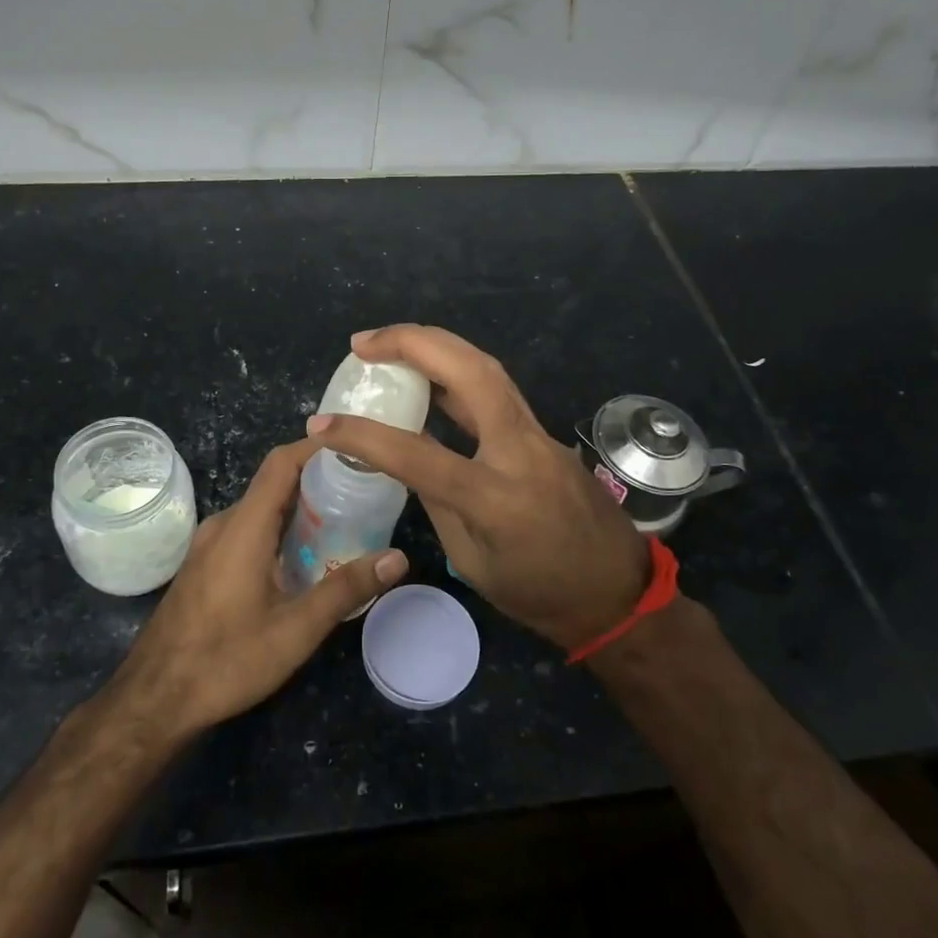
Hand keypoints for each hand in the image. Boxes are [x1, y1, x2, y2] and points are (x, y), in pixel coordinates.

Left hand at [104, 438, 406, 739]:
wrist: (153, 700)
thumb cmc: (225, 661)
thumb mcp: (295, 630)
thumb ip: (346, 589)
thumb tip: (397, 558)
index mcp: (244, 527)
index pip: (281, 463)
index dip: (317, 447)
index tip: (356, 448)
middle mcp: (224, 525)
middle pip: (274, 484)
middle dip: (318, 481)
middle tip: (363, 491)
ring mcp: (209, 545)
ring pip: (261, 510)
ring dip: (300, 509)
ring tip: (344, 522)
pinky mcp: (205, 565)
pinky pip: (247, 531)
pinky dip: (280, 531)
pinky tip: (304, 559)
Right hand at [306, 326, 647, 652]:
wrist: (616, 592)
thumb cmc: (539, 594)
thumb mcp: (472, 560)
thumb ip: (437, 500)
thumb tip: (407, 455)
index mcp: (496, 498)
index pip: (416, 454)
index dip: (361, 435)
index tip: (321, 424)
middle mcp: (520, 450)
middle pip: (469, 371)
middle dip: (412, 343)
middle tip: (362, 344)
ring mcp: (539, 434)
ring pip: (486, 367)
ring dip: (434, 346)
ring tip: (387, 344)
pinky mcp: (543, 430)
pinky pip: (496, 388)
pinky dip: (455, 370)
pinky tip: (429, 374)